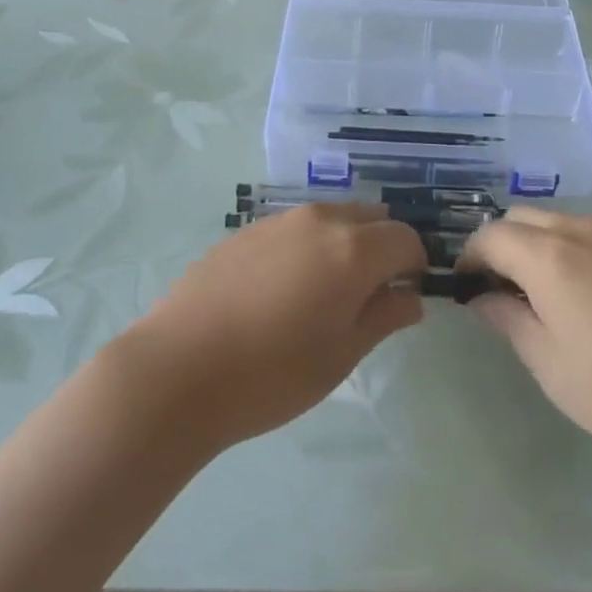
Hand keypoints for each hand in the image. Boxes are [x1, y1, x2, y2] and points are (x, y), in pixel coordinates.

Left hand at [129, 205, 428, 448]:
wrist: (179, 368)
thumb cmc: (273, 373)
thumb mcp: (341, 355)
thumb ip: (384, 317)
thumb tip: (410, 297)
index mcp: (353, 248)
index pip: (405, 238)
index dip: (413, 266)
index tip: (402, 298)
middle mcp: (320, 220)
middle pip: (370, 218)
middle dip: (381, 248)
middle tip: (366, 297)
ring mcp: (279, 221)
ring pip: (331, 218)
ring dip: (343, 244)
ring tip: (321, 295)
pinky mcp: (245, 230)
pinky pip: (294, 228)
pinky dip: (306, 247)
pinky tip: (279, 292)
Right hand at [459, 208, 591, 479]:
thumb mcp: (556, 369)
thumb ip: (511, 323)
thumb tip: (483, 298)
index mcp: (551, 255)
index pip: (490, 236)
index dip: (469, 259)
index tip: (466, 292)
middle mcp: (584, 229)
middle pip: (523, 219)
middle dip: (501, 247)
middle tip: (503, 296)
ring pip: (561, 223)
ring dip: (540, 248)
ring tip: (551, 301)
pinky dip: (575, 252)